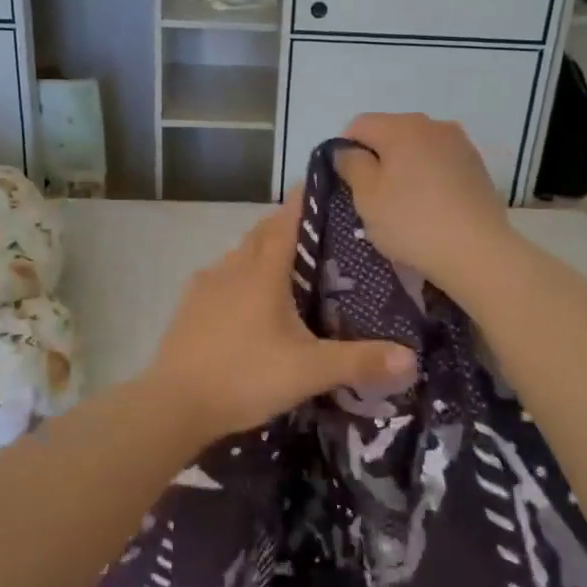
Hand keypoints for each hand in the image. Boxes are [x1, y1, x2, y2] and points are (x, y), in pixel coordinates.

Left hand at [141, 193, 416, 440]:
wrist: (174, 403)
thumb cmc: (245, 376)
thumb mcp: (308, 372)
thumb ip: (359, 362)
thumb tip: (412, 357)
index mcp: (263, 273)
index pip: (286, 222)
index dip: (302, 201)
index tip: (318, 183)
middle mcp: (232, 268)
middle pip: (260, 233)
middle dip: (284, 224)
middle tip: (312, 230)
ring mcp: (205, 286)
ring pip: (237, 255)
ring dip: (258, 250)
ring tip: (282, 264)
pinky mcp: (188, 306)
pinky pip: (217, 278)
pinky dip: (236, 276)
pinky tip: (242, 297)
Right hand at [333, 113, 516, 294]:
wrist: (478, 251)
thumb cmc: (412, 222)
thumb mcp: (367, 196)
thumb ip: (351, 164)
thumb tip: (346, 149)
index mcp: (402, 126)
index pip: (359, 125)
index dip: (345, 150)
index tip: (347, 183)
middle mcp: (433, 125)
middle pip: (390, 133)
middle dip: (377, 158)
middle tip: (373, 197)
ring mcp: (460, 144)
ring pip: (417, 148)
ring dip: (404, 167)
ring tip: (404, 204)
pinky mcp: (477, 166)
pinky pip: (440, 162)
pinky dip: (428, 177)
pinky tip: (430, 207)